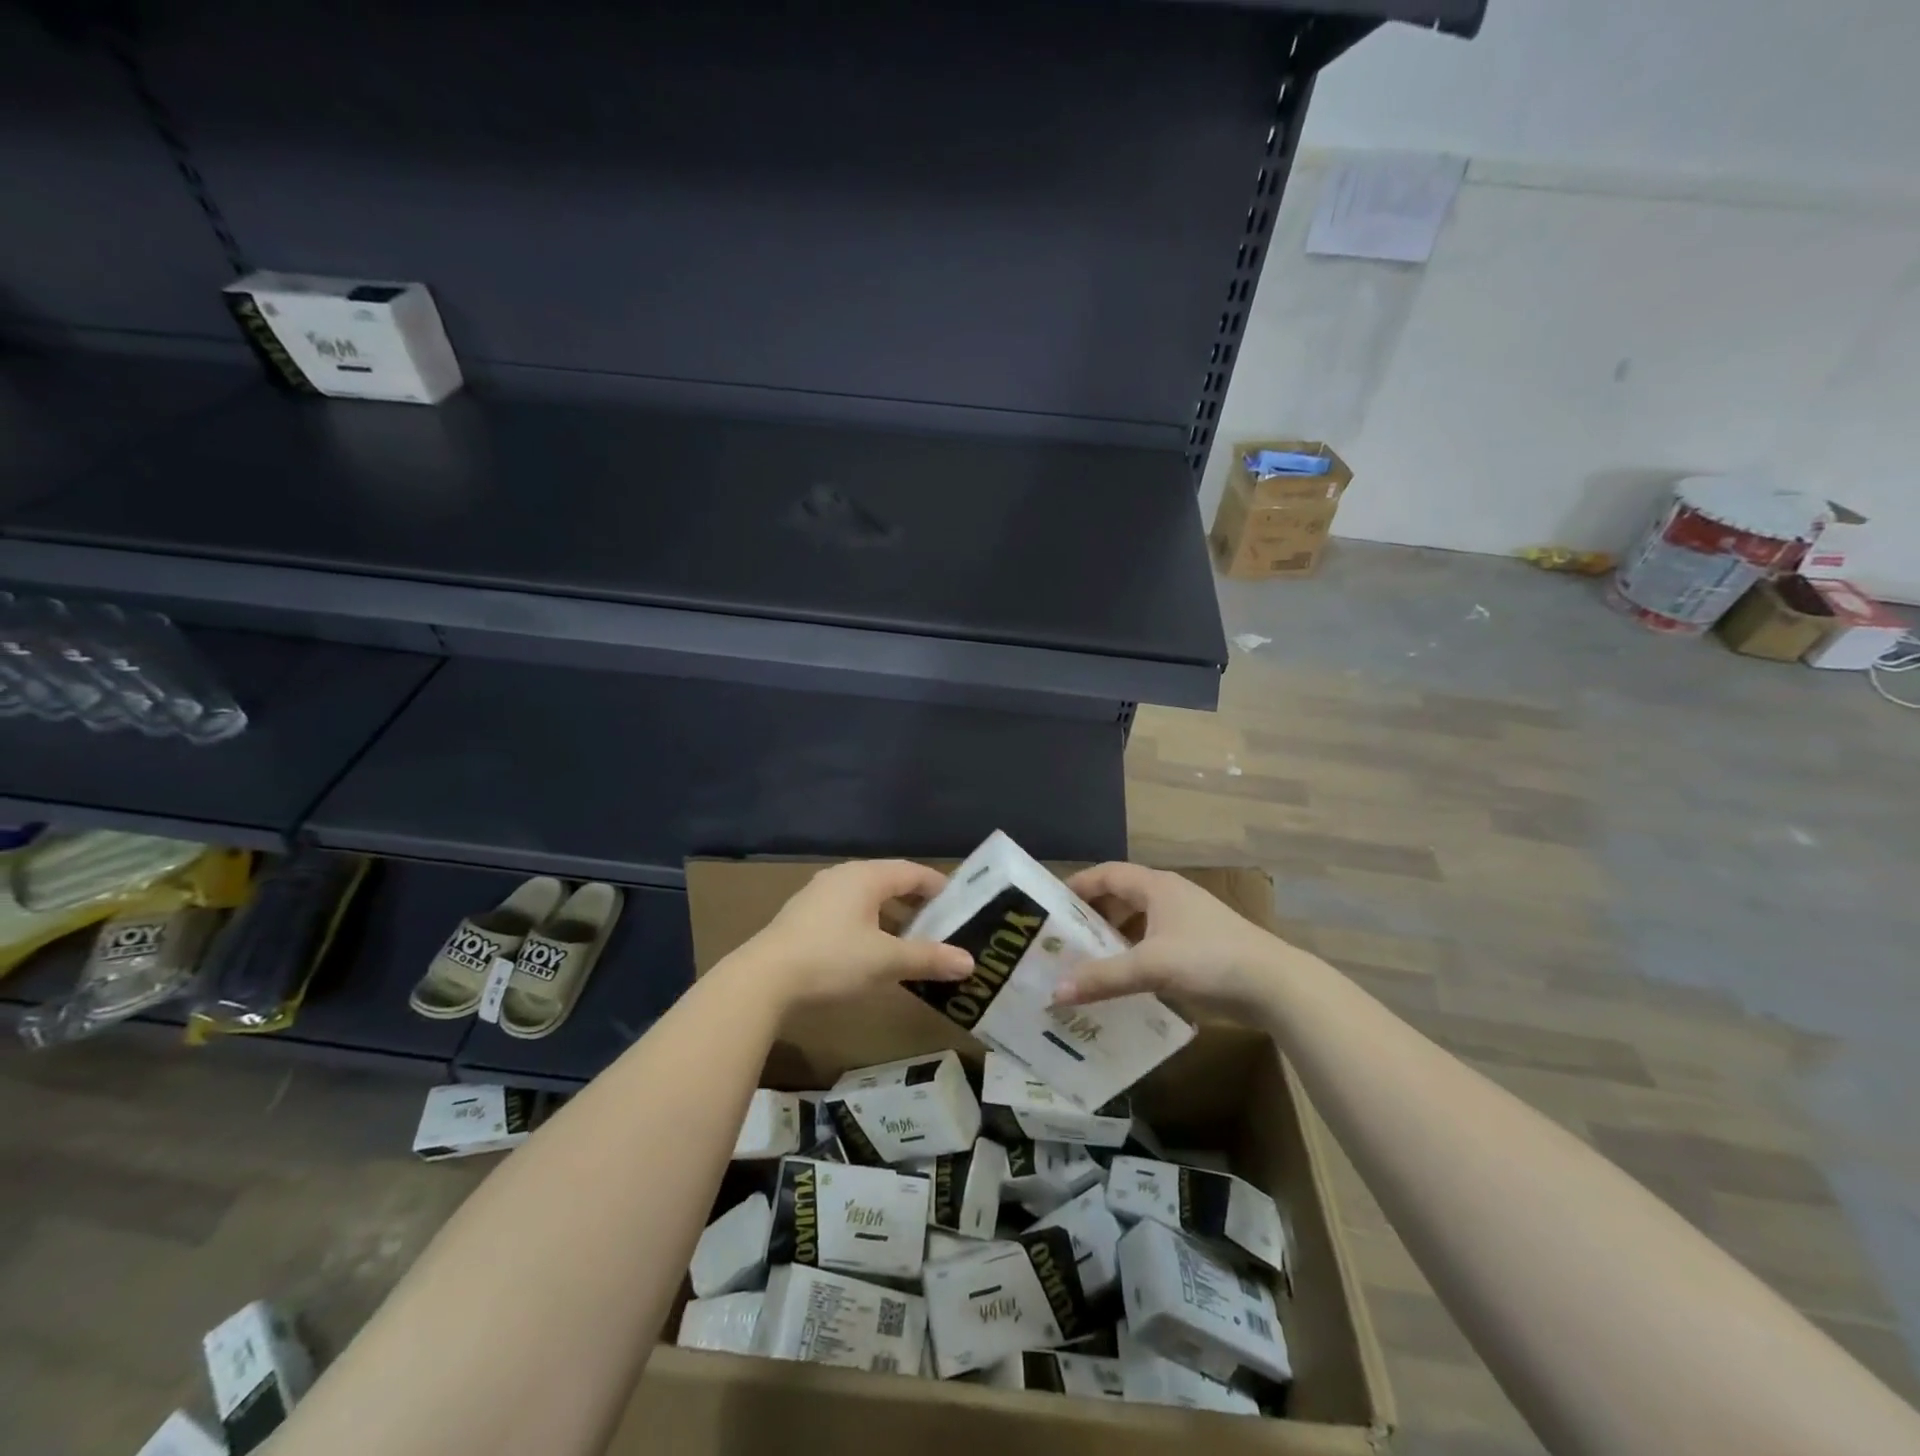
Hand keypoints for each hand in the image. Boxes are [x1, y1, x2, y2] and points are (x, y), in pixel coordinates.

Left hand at [734, 859, 973, 1010]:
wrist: (763, 981)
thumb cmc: (832, 961)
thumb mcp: (886, 961)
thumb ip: (928, 958)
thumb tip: (970, 962)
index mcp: (866, 876)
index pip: (913, 871)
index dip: (939, 886)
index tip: (960, 904)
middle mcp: (843, 876)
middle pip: (890, 880)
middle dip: (916, 901)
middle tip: (940, 923)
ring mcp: (819, 894)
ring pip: (867, 897)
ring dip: (891, 915)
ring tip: (909, 940)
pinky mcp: (803, 915)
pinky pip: (847, 910)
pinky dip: (868, 923)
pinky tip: (871, 949)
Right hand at [1053, 862, 1296, 1022]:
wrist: (1276, 986)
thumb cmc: (1210, 960)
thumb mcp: (1150, 967)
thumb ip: (1103, 978)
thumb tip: (1055, 992)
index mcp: (1157, 887)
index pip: (1108, 873)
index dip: (1079, 885)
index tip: (1051, 904)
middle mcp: (1171, 896)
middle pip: (1122, 896)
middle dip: (1093, 915)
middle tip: (1064, 937)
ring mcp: (1188, 921)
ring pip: (1140, 922)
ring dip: (1114, 937)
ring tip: (1087, 960)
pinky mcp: (1200, 946)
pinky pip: (1155, 942)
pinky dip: (1135, 954)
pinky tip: (1125, 979)